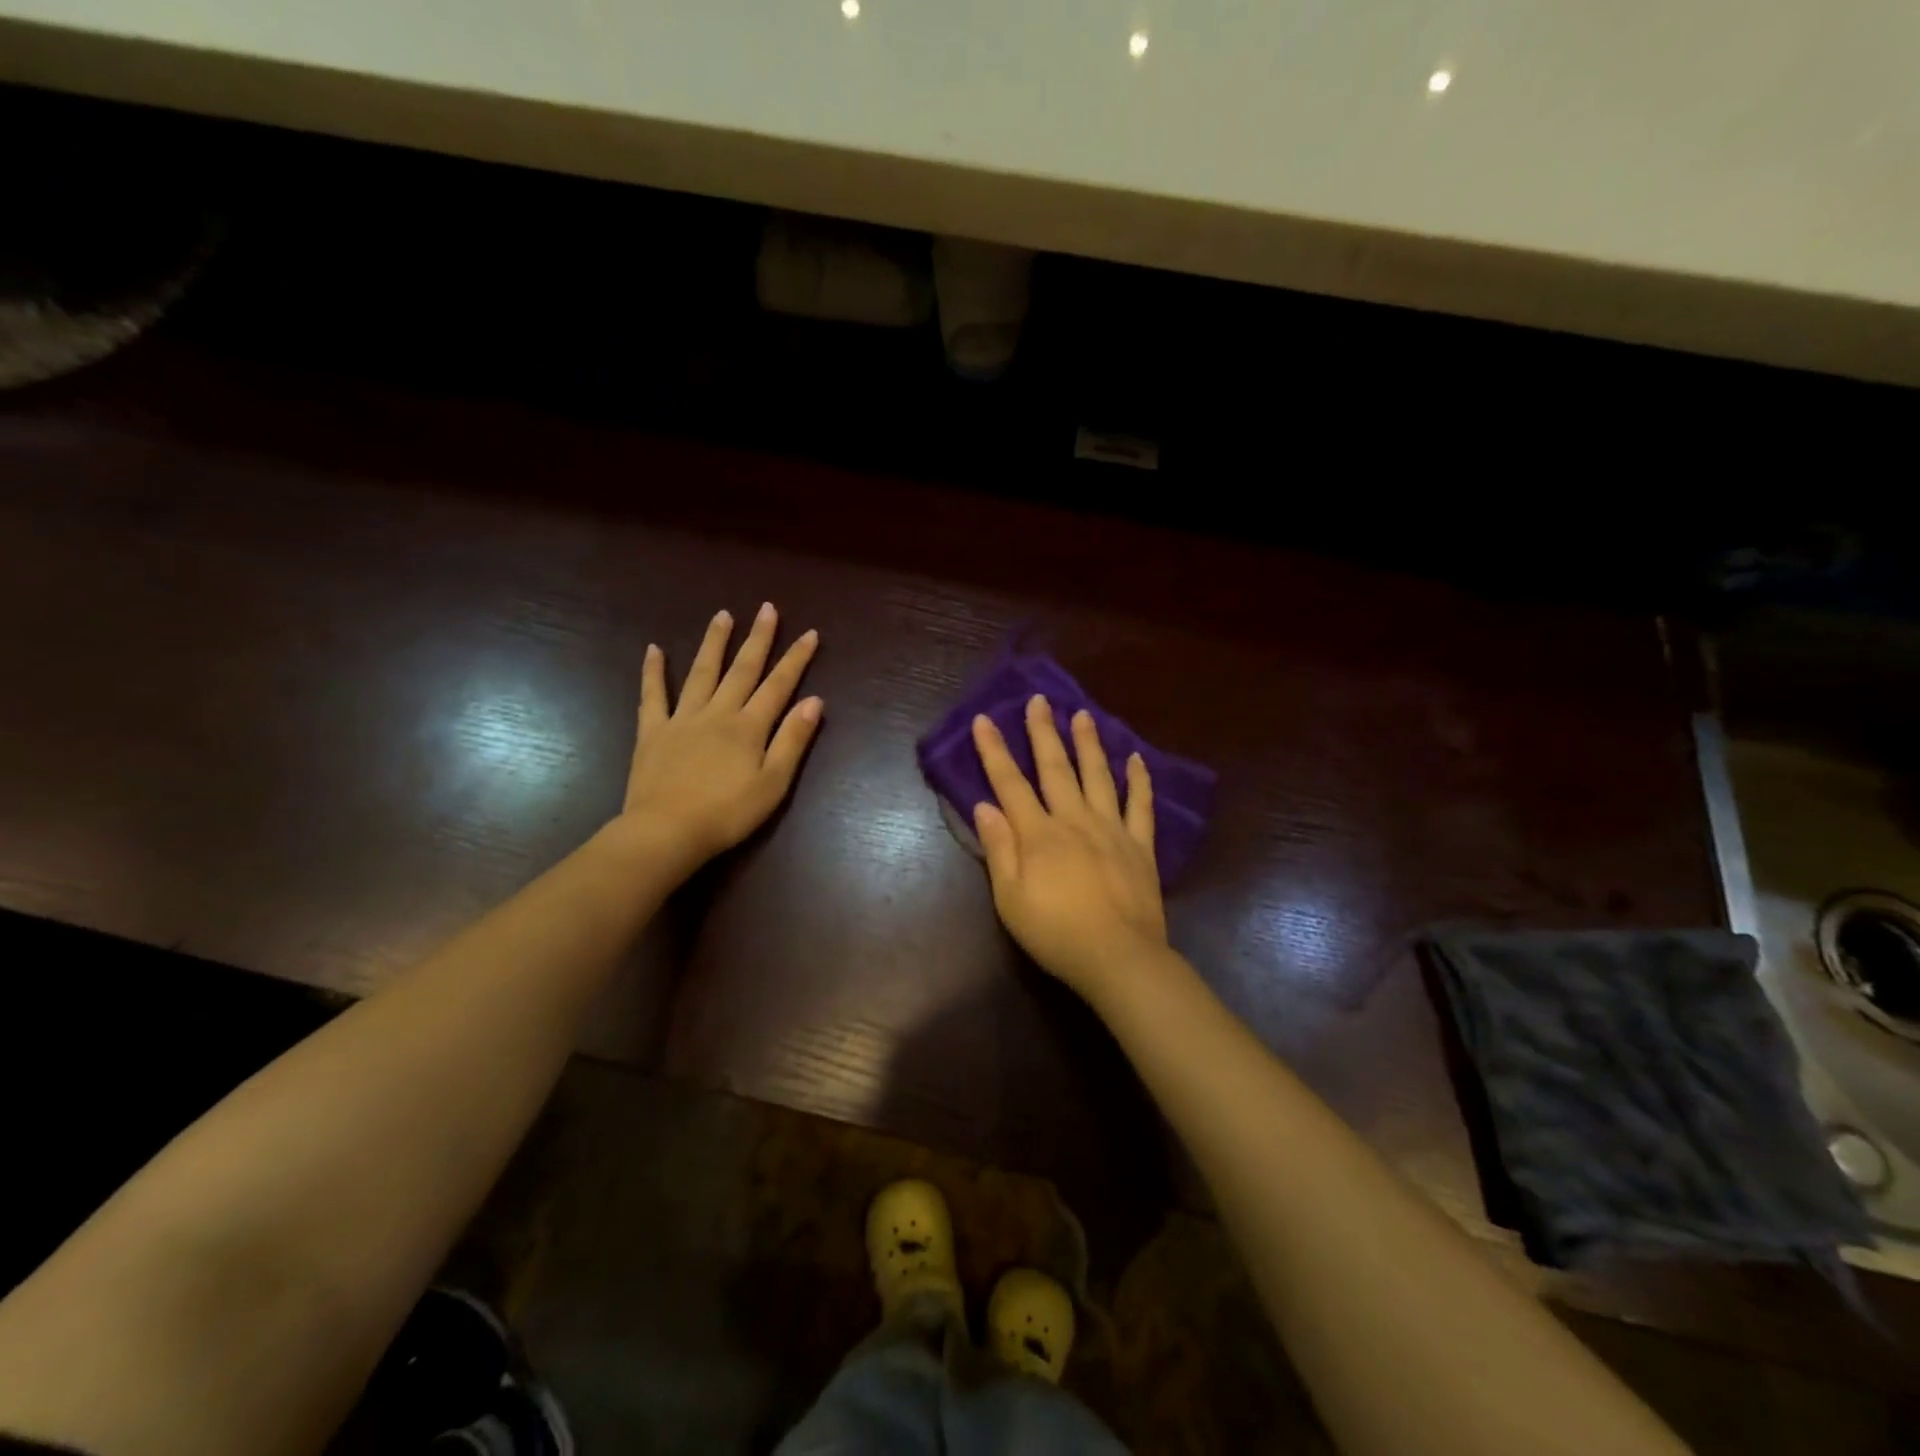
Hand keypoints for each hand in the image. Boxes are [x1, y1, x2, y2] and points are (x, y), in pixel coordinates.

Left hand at [619, 604, 821, 872]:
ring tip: (723, 615)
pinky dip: (653, 672)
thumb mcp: (773, 783)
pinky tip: (654, 649)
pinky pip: (653, 695)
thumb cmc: (728, 814)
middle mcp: (718, 713)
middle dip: (758, 639)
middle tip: (767, 608)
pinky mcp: (652, 732)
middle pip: (742, 670)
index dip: (796, 659)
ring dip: (714, 643)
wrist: (666, 832)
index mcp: (749, 727)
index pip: (778, 685)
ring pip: (701, 672)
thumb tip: (814, 700)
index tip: (809, 633)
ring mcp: (682, 719)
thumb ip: (793, 740)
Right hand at [971, 695, 1168, 998]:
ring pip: (1098, 776)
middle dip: (1043, 732)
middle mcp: (1074, 821)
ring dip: (1088, 744)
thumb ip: (999, 850)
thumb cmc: (1056, 933)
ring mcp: (1111, 830)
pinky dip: (1139, 781)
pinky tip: (1136, 759)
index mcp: (1039, 835)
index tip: (985, 719)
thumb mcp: (1011, 900)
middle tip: (1039, 700)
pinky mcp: (1140, 846)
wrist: (1119, 958)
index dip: (995, 751)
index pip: (1010, 784)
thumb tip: (984, 806)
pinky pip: (1140, 806)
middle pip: (1056, 769)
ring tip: (1083, 715)